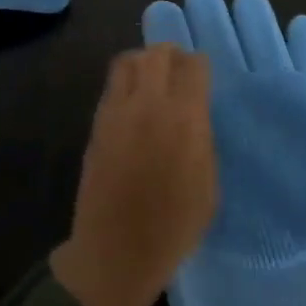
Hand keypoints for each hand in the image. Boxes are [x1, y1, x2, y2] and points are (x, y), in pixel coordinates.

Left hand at [52, 45, 215, 305]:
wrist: (116, 252)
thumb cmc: (173, 227)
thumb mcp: (208, 184)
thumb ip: (201, 139)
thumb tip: (193, 118)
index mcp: (185, 118)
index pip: (194, 65)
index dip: (200, 67)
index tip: (202, 79)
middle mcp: (150, 103)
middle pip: (158, 53)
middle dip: (171, 56)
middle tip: (177, 72)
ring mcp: (118, 110)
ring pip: (128, 61)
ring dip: (143, 62)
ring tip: (151, 81)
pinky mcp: (97, 123)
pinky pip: (112, 86)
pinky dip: (124, 83)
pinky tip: (133, 105)